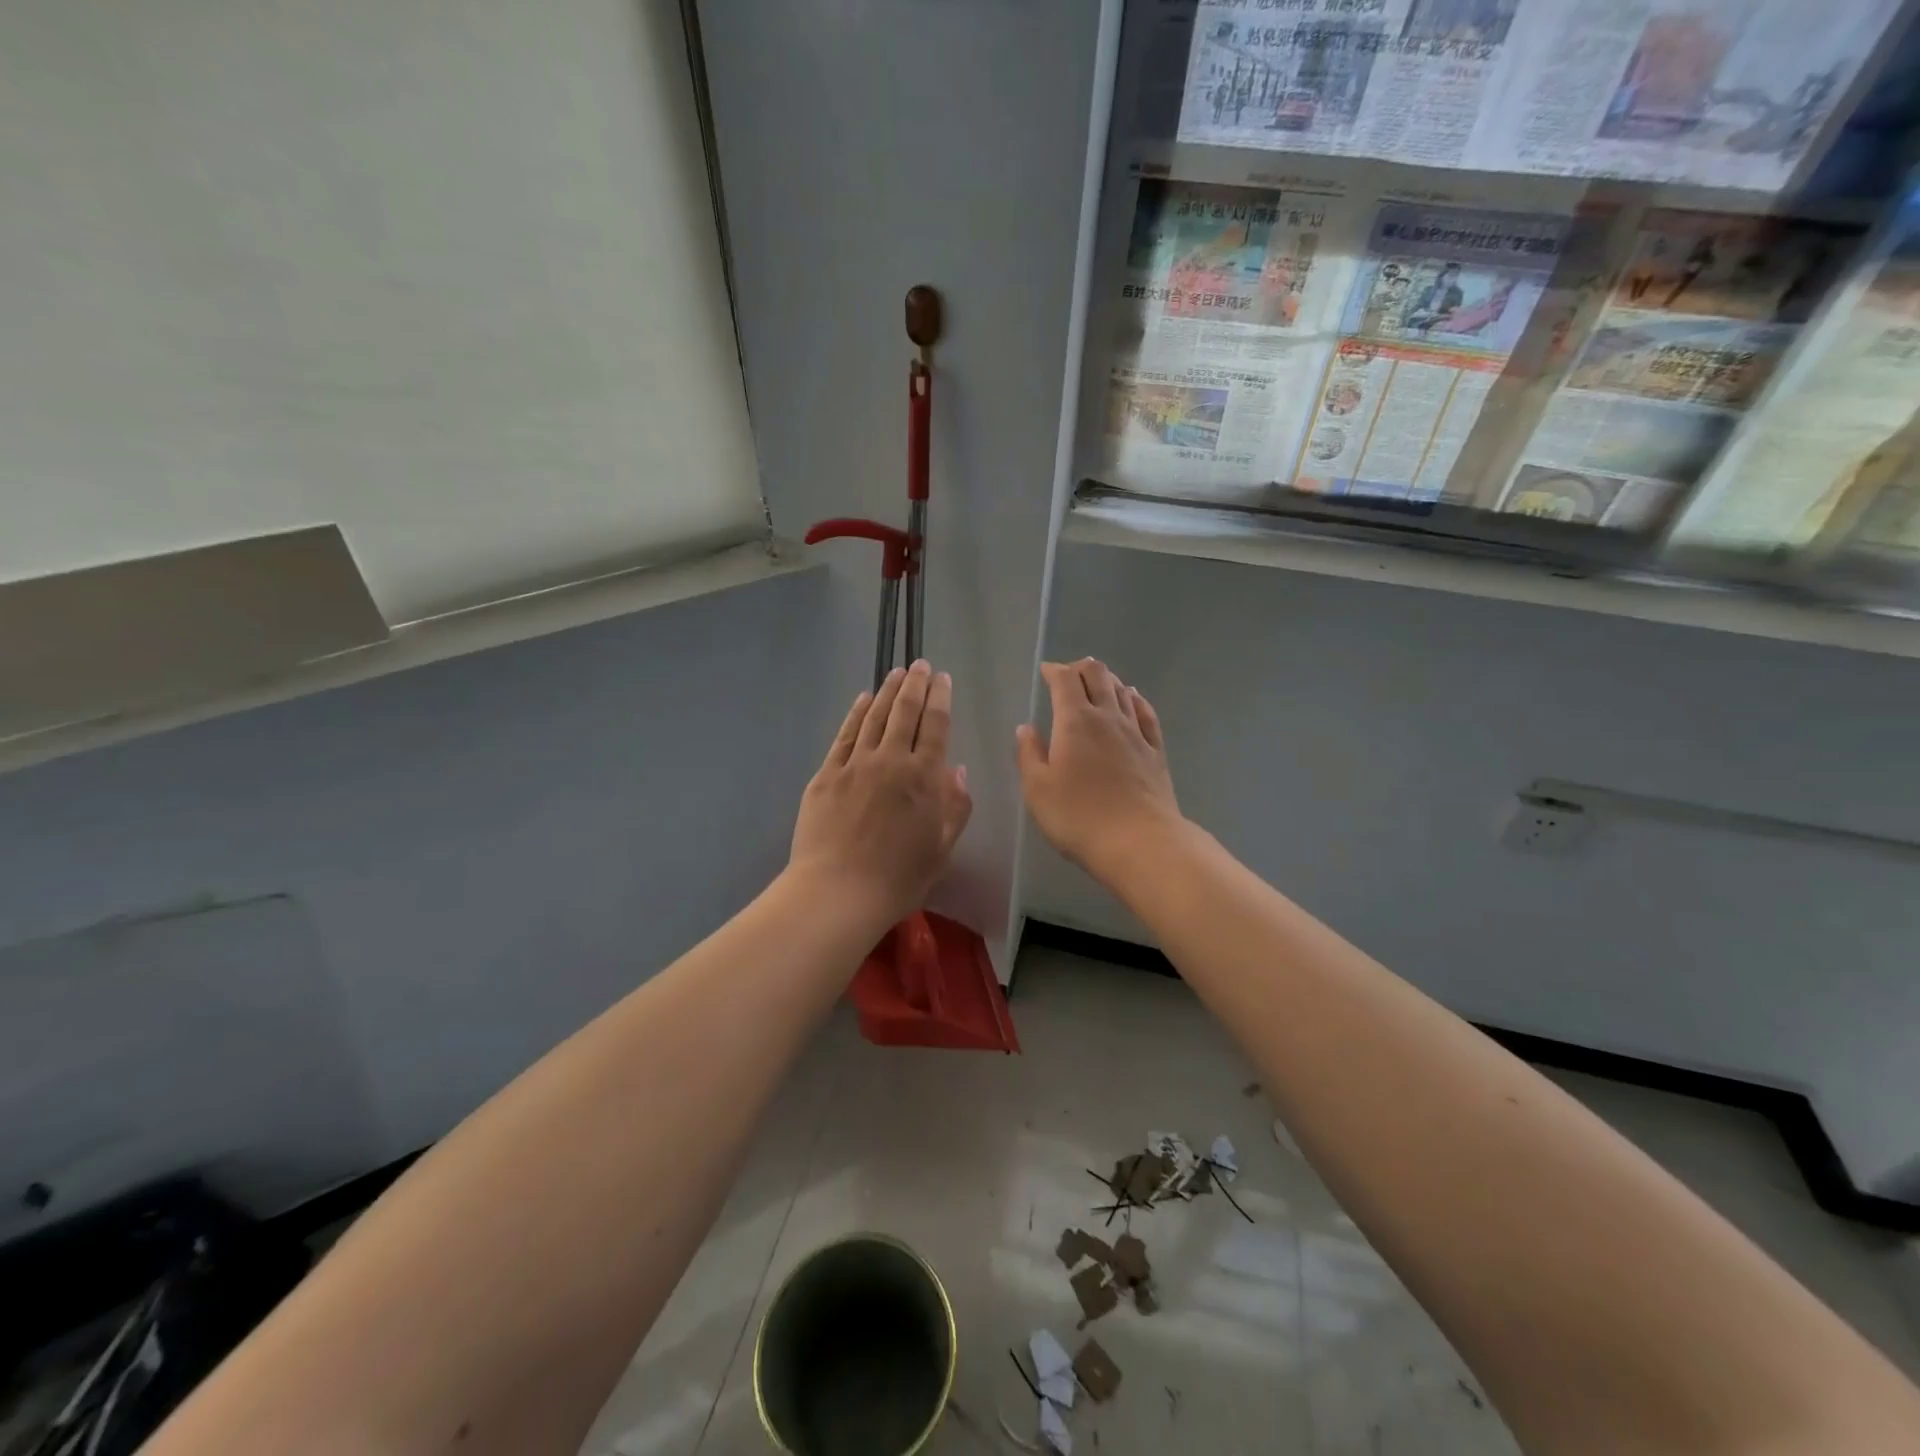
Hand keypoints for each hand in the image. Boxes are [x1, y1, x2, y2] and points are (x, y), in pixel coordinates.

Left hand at [789, 660, 972, 927]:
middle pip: (905, 712)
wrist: (837, 892)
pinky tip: (862, 700)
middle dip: (915, 685)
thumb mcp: (942, 849)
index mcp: (923, 778)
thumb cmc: (898, 878)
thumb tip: (958, 770)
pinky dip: (855, 714)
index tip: (943, 678)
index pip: (935, 726)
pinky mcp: (826, 775)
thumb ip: (955, 807)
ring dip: (887, 692)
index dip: (940, 698)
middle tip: (920, 665)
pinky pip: (844, 736)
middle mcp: (890, 761)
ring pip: (874, 717)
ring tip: (896, 673)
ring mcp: (854, 765)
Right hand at [1017, 658, 1182, 886]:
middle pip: (1098, 676)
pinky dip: (1135, 699)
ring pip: (1122, 691)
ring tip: (1096, 682)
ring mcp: (1136, 733)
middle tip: (1069, 675)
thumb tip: (1026, 727)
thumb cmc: (1078, 816)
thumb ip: (1029, 754)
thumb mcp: (1037, 789)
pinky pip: (1146, 713)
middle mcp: (1108, 717)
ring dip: (1107, 680)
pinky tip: (1133, 699)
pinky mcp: (1155, 752)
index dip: (1054, 670)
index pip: (1065, 680)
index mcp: (1075, 721)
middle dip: (1081, 668)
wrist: (1140, 842)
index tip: (1045, 671)